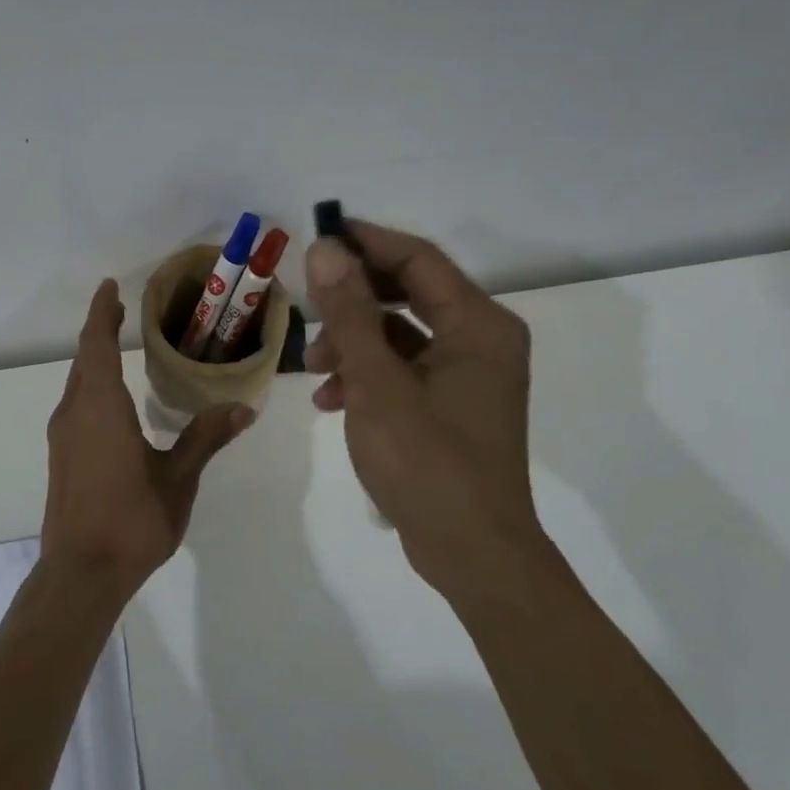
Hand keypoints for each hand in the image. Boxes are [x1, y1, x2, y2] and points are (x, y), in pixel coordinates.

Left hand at [42, 280, 254, 599]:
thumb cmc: (132, 520)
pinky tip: (110, 401)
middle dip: (100, 331)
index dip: (102, 313)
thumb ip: (206, 438)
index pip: (97, 345)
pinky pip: (75, 405)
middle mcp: (75, 413)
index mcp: (101, 408)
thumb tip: (243, 407)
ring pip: (77, 384)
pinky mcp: (61, 457)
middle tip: (120, 311)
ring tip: (117, 346)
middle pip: (84, 360)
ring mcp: (63, 437)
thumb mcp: (178, 478)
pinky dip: (91, 386)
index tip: (109, 287)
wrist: (81, 573)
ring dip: (94, 360)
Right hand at [304, 222, 542, 593]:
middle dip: (352, 300)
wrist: (471, 552)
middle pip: (408, 293)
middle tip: (307, 305)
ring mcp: (468, 375)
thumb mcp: (378, 383)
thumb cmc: (427, 462)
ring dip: (354, 341)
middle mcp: (481, 340)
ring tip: (313, 368)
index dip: (366, 242)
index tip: (317, 237)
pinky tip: (331, 400)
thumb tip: (326, 249)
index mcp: (478, 325)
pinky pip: (405, 369)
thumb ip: (350, 313)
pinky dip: (368, 375)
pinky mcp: (453, 405)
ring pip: (401, 334)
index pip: (418, 259)